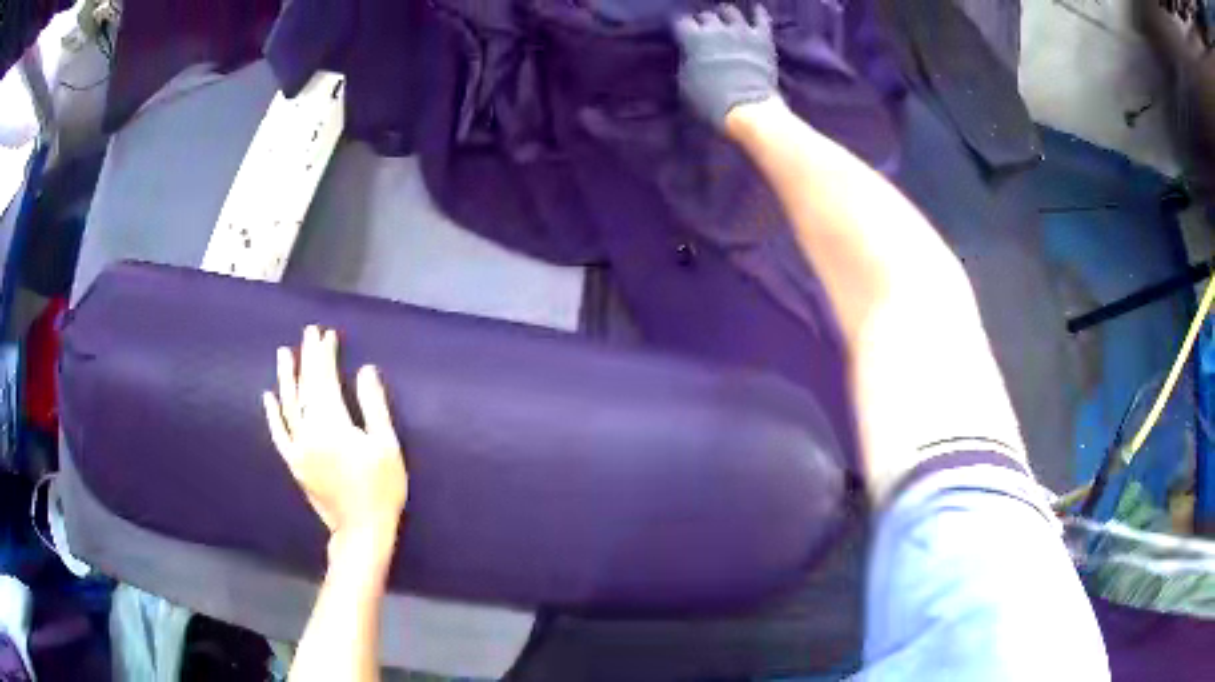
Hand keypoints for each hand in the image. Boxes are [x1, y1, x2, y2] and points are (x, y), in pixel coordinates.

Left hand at [263, 326, 407, 552]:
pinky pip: (279, 434)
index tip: (327, 334)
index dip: (325, 355)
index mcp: (332, 424)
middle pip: (306, 387)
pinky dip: (272, 415)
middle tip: (309, 333)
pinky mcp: (294, 463)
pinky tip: (268, 397)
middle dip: (307, 358)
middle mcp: (309, 431)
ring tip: (284, 353)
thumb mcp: (387, 445)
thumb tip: (365, 370)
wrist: (361, 530)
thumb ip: (373, 405)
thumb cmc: (381, 488)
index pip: (325, 379)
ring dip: (286, 377)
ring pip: (288, 405)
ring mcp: (297, 448)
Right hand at [673, 4, 778, 131]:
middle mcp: (715, 29)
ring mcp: (741, 31)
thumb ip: (686, 62)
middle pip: (706, 15)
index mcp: (692, 39)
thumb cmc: (710, 102)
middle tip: (706, 30)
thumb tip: (688, 55)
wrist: (747, 109)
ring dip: (726, 15)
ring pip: (731, 11)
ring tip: (727, 19)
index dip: (682, 27)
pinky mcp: (762, 38)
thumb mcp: (685, 83)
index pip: (682, 22)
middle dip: (704, 21)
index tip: (683, 34)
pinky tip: (756, 10)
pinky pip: (761, 18)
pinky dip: (758, 13)